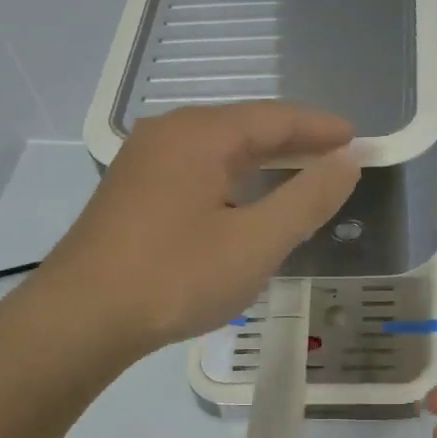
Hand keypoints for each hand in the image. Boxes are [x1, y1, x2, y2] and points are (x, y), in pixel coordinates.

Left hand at [44, 101, 359, 355]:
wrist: (79, 319)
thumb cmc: (175, 277)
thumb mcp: (255, 243)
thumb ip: (308, 199)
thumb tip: (346, 161)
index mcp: (201, 135)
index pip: (275, 118)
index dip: (321, 128)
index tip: (357, 140)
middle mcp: (169, 134)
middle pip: (245, 126)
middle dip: (294, 141)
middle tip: (336, 157)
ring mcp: (143, 161)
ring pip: (218, 149)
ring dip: (262, 160)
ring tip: (299, 174)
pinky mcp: (131, 190)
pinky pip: (195, 168)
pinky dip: (232, 177)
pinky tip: (243, 199)